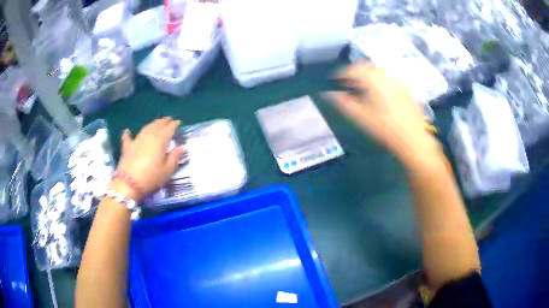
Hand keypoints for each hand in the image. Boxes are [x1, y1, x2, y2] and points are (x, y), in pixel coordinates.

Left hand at [115, 117, 184, 198]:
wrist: (129, 184)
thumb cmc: (151, 178)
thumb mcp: (167, 171)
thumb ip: (174, 157)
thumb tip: (181, 147)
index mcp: (159, 141)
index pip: (168, 129)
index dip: (174, 125)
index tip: (178, 122)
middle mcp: (148, 137)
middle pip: (156, 126)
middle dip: (163, 122)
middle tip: (168, 119)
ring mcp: (136, 141)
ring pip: (145, 128)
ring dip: (151, 124)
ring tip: (156, 122)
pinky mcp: (127, 148)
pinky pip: (128, 138)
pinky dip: (128, 134)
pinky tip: (127, 131)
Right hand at [327, 63, 440, 168]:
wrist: (412, 138)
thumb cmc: (383, 127)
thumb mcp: (359, 116)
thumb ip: (341, 102)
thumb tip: (326, 94)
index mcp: (372, 78)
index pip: (351, 69)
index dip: (340, 74)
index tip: (333, 81)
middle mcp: (385, 74)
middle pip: (365, 67)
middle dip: (354, 73)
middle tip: (347, 84)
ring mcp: (396, 80)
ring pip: (377, 72)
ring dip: (366, 77)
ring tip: (361, 90)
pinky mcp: (404, 89)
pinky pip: (387, 79)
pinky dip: (378, 82)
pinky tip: (378, 95)